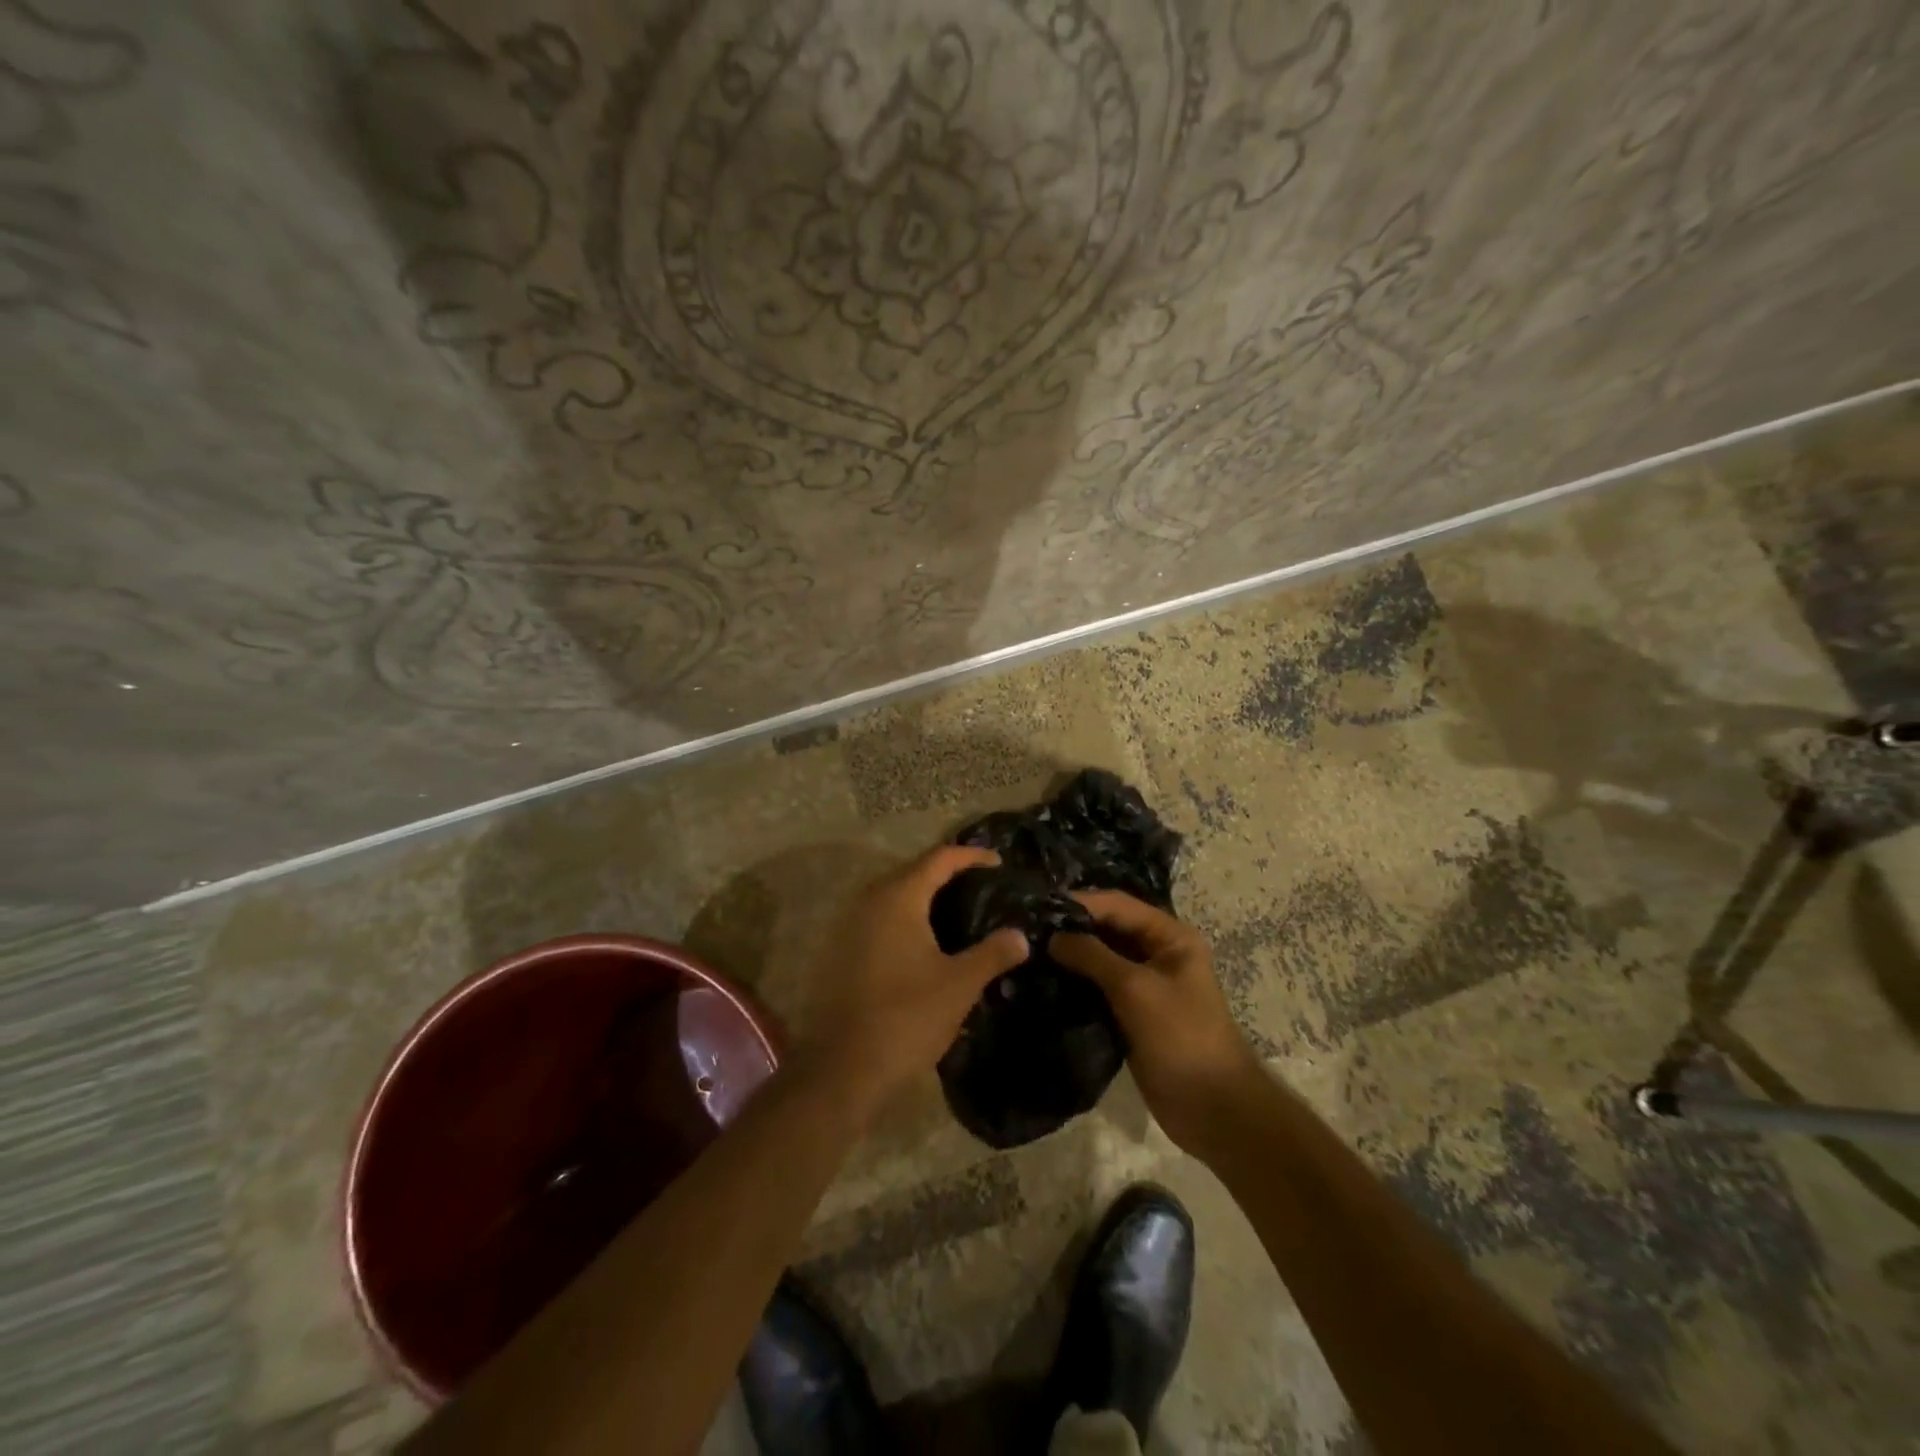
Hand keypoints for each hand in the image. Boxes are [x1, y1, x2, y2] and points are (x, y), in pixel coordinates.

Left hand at [798, 846, 1030, 1114]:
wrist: (845, 1067)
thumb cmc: (907, 1016)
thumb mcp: (960, 984)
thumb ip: (992, 953)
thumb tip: (1020, 936)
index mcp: (898, 897)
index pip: (939, 858)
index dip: (971, 856)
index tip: (999, 863)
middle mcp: (870, 901)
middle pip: (914, 871)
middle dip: (949, 873)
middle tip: (984, 886)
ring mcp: (852, 925)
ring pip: (896, 895)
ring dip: (927, 897)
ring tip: (962, 912)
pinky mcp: (844, 951)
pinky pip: (883, 918)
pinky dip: (909, 918)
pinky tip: (929, 942)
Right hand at [1050, 890, 1263, 1154]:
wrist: (1213, 1109)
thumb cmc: (1181, 1037)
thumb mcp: (1136, 989)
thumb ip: (1093, 956)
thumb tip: (1052, 936)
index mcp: (1170, 936)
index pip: (1117, 904)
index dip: (1079, 902)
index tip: (1036, 905)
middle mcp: (1157, 953)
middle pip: (1108, 928)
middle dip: (1071, 928)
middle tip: (1025, 929)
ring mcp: (1145, 985)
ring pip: (1101, 959)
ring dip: (1071, 957)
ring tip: (1028, 953)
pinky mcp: (1132, 1014)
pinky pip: (1099, 988)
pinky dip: (1076, 983)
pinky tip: (1045, 982)